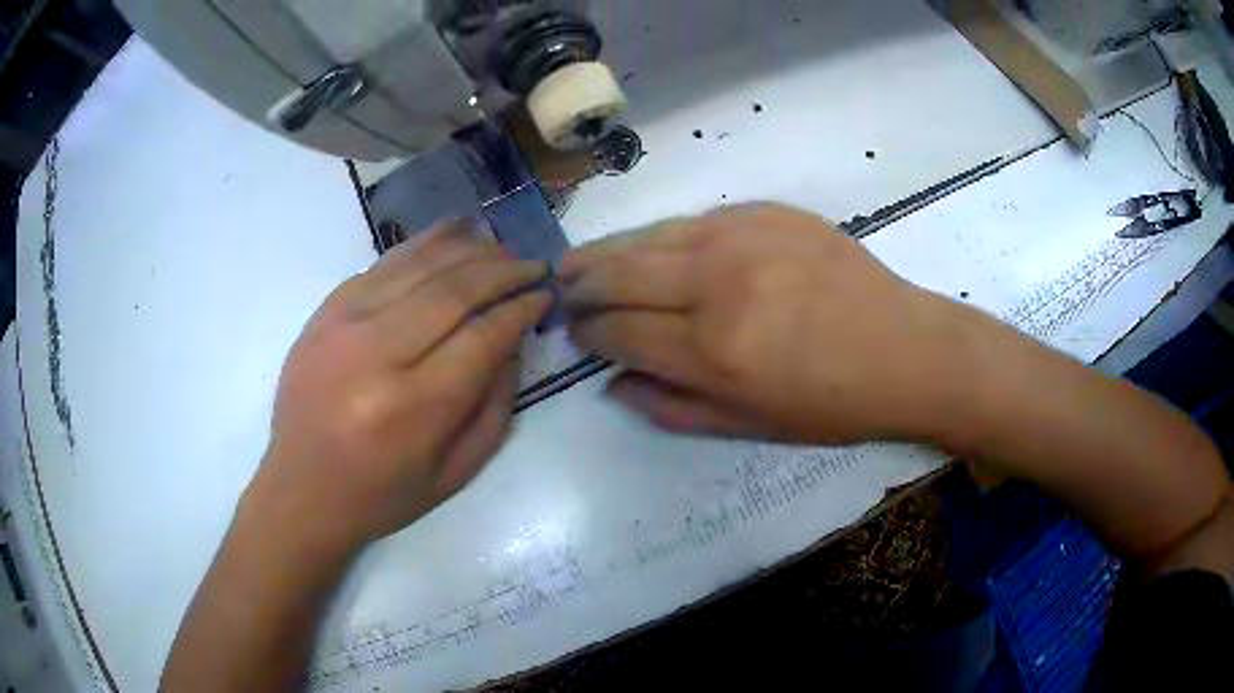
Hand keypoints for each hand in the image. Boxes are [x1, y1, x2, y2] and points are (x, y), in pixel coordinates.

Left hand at [250, 220, 549, 554]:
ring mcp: (343, 326)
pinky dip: (420, 245)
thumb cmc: (381, 495)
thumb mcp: (455, 473)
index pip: (482, 336)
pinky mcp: (323, 314)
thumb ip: (494, 407)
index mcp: (413, 407)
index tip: (544, 294)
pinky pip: (380, 265)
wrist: (302, 491)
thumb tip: (512, 341)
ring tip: (499, 246)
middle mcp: (376, 355)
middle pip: (453, 291)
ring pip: (417, 267)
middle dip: (502, 271)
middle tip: (531, 265)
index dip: (520, 309)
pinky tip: (451, 231)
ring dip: (467, 249)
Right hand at [560, 203, 963, 444]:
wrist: (906, 350)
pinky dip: (664, 237)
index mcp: (712, 350)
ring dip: (608, 251)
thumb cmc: (833, 404)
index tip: (572, 331)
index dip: (586, 331)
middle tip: (559, 289)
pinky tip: (655, 247)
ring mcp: (744, 235)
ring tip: (581, 260)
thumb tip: (612, 383)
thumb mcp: (749, 426)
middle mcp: (718, 283)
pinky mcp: (768, 210)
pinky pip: (696, 220)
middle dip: (580, 283)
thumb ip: (671, 407)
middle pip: (620, 273)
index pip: (618, 330)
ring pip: (650, 236)